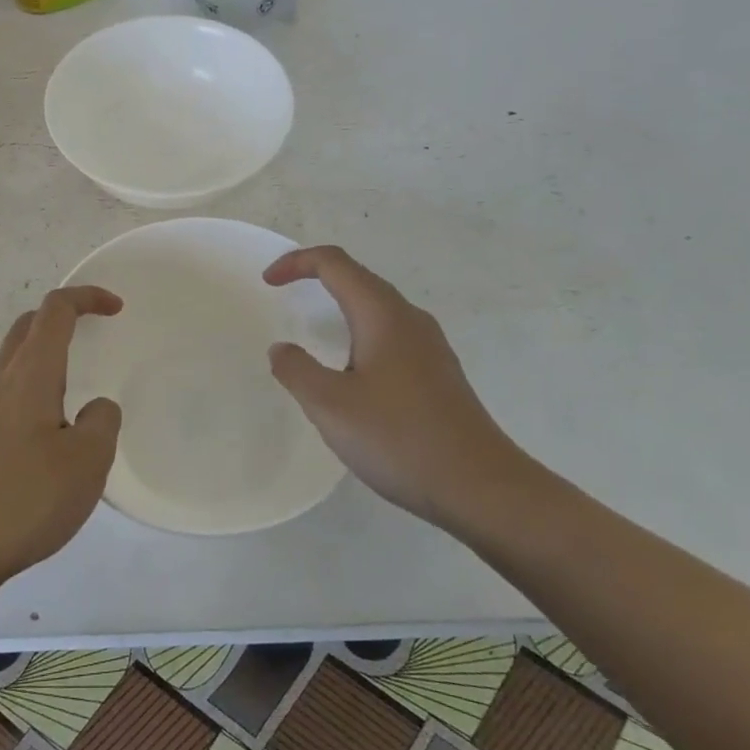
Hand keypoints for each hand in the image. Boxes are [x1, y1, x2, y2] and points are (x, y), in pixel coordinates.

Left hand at [0, 287, 124, 590]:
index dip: (87, 297)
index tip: (116, 308)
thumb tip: (95, 407)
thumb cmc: (25, 499)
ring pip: (14, 360)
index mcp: (29, 376)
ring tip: (76, 386)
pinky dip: (32, 386)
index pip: (55, 311)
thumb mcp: (87, 462)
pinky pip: (6, 392)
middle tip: (95, 334)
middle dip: (63, 317)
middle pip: (28, 327)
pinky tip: (47, 429)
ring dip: (46, 354)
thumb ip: (102, 422)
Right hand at [264, 246, 526, 532]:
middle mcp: (410, 319)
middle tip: (284, 294)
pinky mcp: (439, 373)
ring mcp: (430, 346)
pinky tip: (354, 371)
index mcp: (382, 315)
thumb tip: (282, 348)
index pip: (334, 264)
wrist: (482, 487)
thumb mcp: (330, 406)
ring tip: (315, 330)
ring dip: (341, 304)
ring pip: (378, 307)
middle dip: (317, 276)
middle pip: (359, 278)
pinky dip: (360, 332)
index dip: (297, 262)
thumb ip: (297, 370)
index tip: (268, 283)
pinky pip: (391, 334)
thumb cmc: (399, 439)